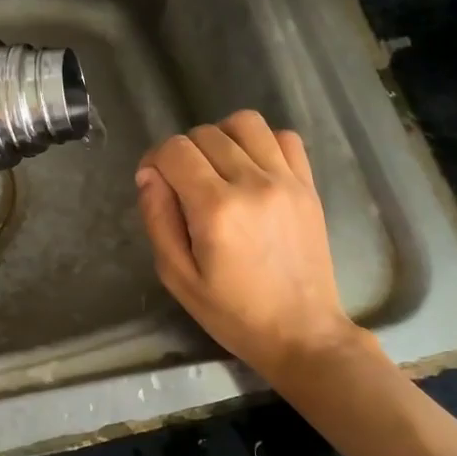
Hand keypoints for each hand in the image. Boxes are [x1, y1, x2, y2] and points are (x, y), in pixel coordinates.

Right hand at [136, 111, 360, 383]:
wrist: (302, 332)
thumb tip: (148, 175)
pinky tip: (252, 168)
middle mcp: (252, 184)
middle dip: (183, 153)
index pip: (175, 150)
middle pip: (205, 133)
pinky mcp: (308, 186)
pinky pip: (284, 137)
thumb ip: (158, 219)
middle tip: (183, 187)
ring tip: (217, 169)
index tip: (155, 184)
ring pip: (244, 123)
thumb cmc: (233, 313)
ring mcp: (286, 181)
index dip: (155, 160)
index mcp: (216, 209)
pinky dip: (262, 142)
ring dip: (221, 137)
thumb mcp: (178, 277)